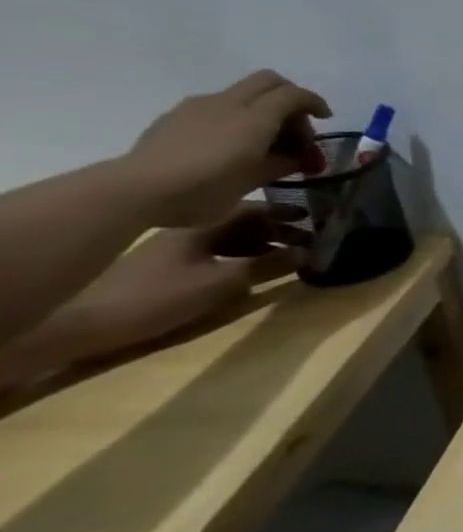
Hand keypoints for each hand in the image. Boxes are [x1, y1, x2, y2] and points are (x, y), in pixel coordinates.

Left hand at [50, 209, 307, 362]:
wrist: (80, 322)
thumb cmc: (156, 297)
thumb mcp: (220, 284)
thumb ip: (265, 267)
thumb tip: (307, 253)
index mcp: (201, 226)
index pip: (251, 209)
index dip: (283, 213)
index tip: (313, 219)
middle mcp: (188, 231)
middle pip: (241, 223)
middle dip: (277, 229)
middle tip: (309, 240)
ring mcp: (174, 249)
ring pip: (229, 238)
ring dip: (261, 244)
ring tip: (289, 256)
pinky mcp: (166, 268)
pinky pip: (214, 252)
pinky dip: (240, 256)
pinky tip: (253, 269)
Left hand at [124, 70, 332, 226]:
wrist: (138, 190)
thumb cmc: (208, 187)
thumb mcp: (257, 178)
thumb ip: (284, 161)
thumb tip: (297, 157)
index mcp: (253, 117)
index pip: (293, 94)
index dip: (315, 102)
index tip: (326, 118)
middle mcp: (227, 103)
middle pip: (268, 82)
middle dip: (290, 100)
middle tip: (296, 129)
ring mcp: (197, 107)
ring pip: (242, 94)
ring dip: (262, 110)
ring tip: (264, 144)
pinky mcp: (176, 117)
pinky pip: (217, 107)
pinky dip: (236, 118)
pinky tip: (231, 147)